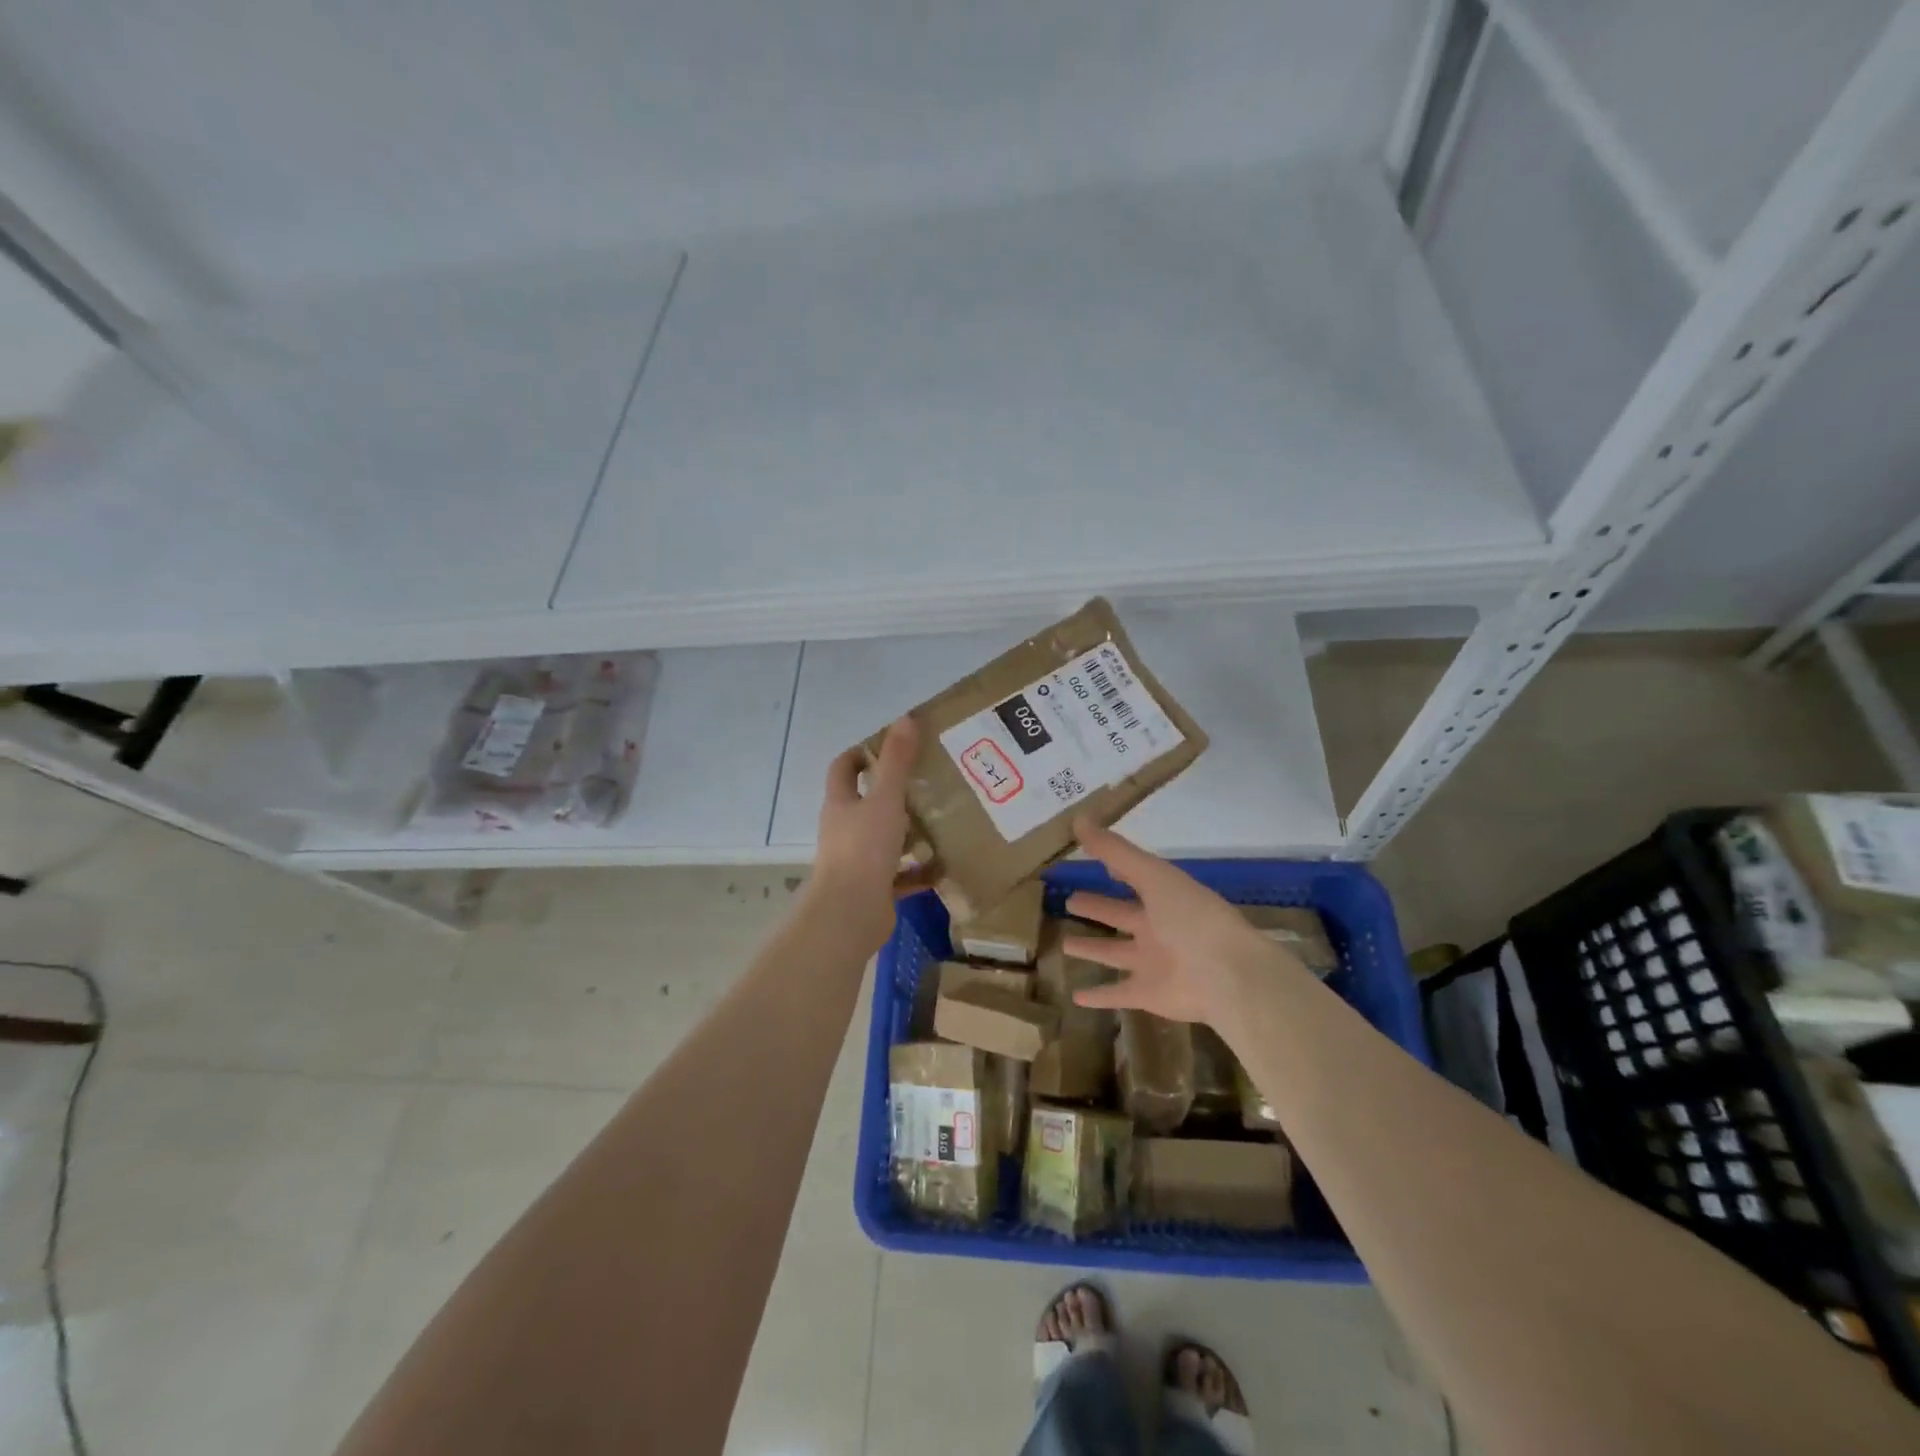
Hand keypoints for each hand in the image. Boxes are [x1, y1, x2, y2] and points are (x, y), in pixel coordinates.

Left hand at [810, 717, 933, 949]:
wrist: (851, 912)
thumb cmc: (864, 849)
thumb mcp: (885, 799)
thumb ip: (897, 762)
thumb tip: (905, 719)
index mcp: (841, 804)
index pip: (843, 769)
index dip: (858, 754)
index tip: (884, 746)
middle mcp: (845, 830)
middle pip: (864, 804)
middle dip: (890, 793)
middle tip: (925, 781)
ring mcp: (858, 861)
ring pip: (884, 840)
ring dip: (906, 832)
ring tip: (939, 820)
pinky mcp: (874, 889)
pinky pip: (900, 876)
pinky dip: (918, 871)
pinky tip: (943, 866)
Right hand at [1063, 818, 1306, 1025]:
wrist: (1227, 975)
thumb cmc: (1191, 918)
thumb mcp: (1153, 875)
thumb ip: (1115, 851)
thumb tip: (1079, 819)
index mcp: (1163, 898)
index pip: (1132, 879)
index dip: (1112, 868)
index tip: (1089, 860)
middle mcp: (1157, 929)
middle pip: (1120, 916)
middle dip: (1097, 908)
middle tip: (1070, 901)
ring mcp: (1152, 963)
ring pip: (1114, 954)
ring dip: (1092, 950)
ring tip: (1065, 945)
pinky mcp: (1148, 994)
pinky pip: (1118, 994)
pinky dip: (1098, 996)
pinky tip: (1075, 996)